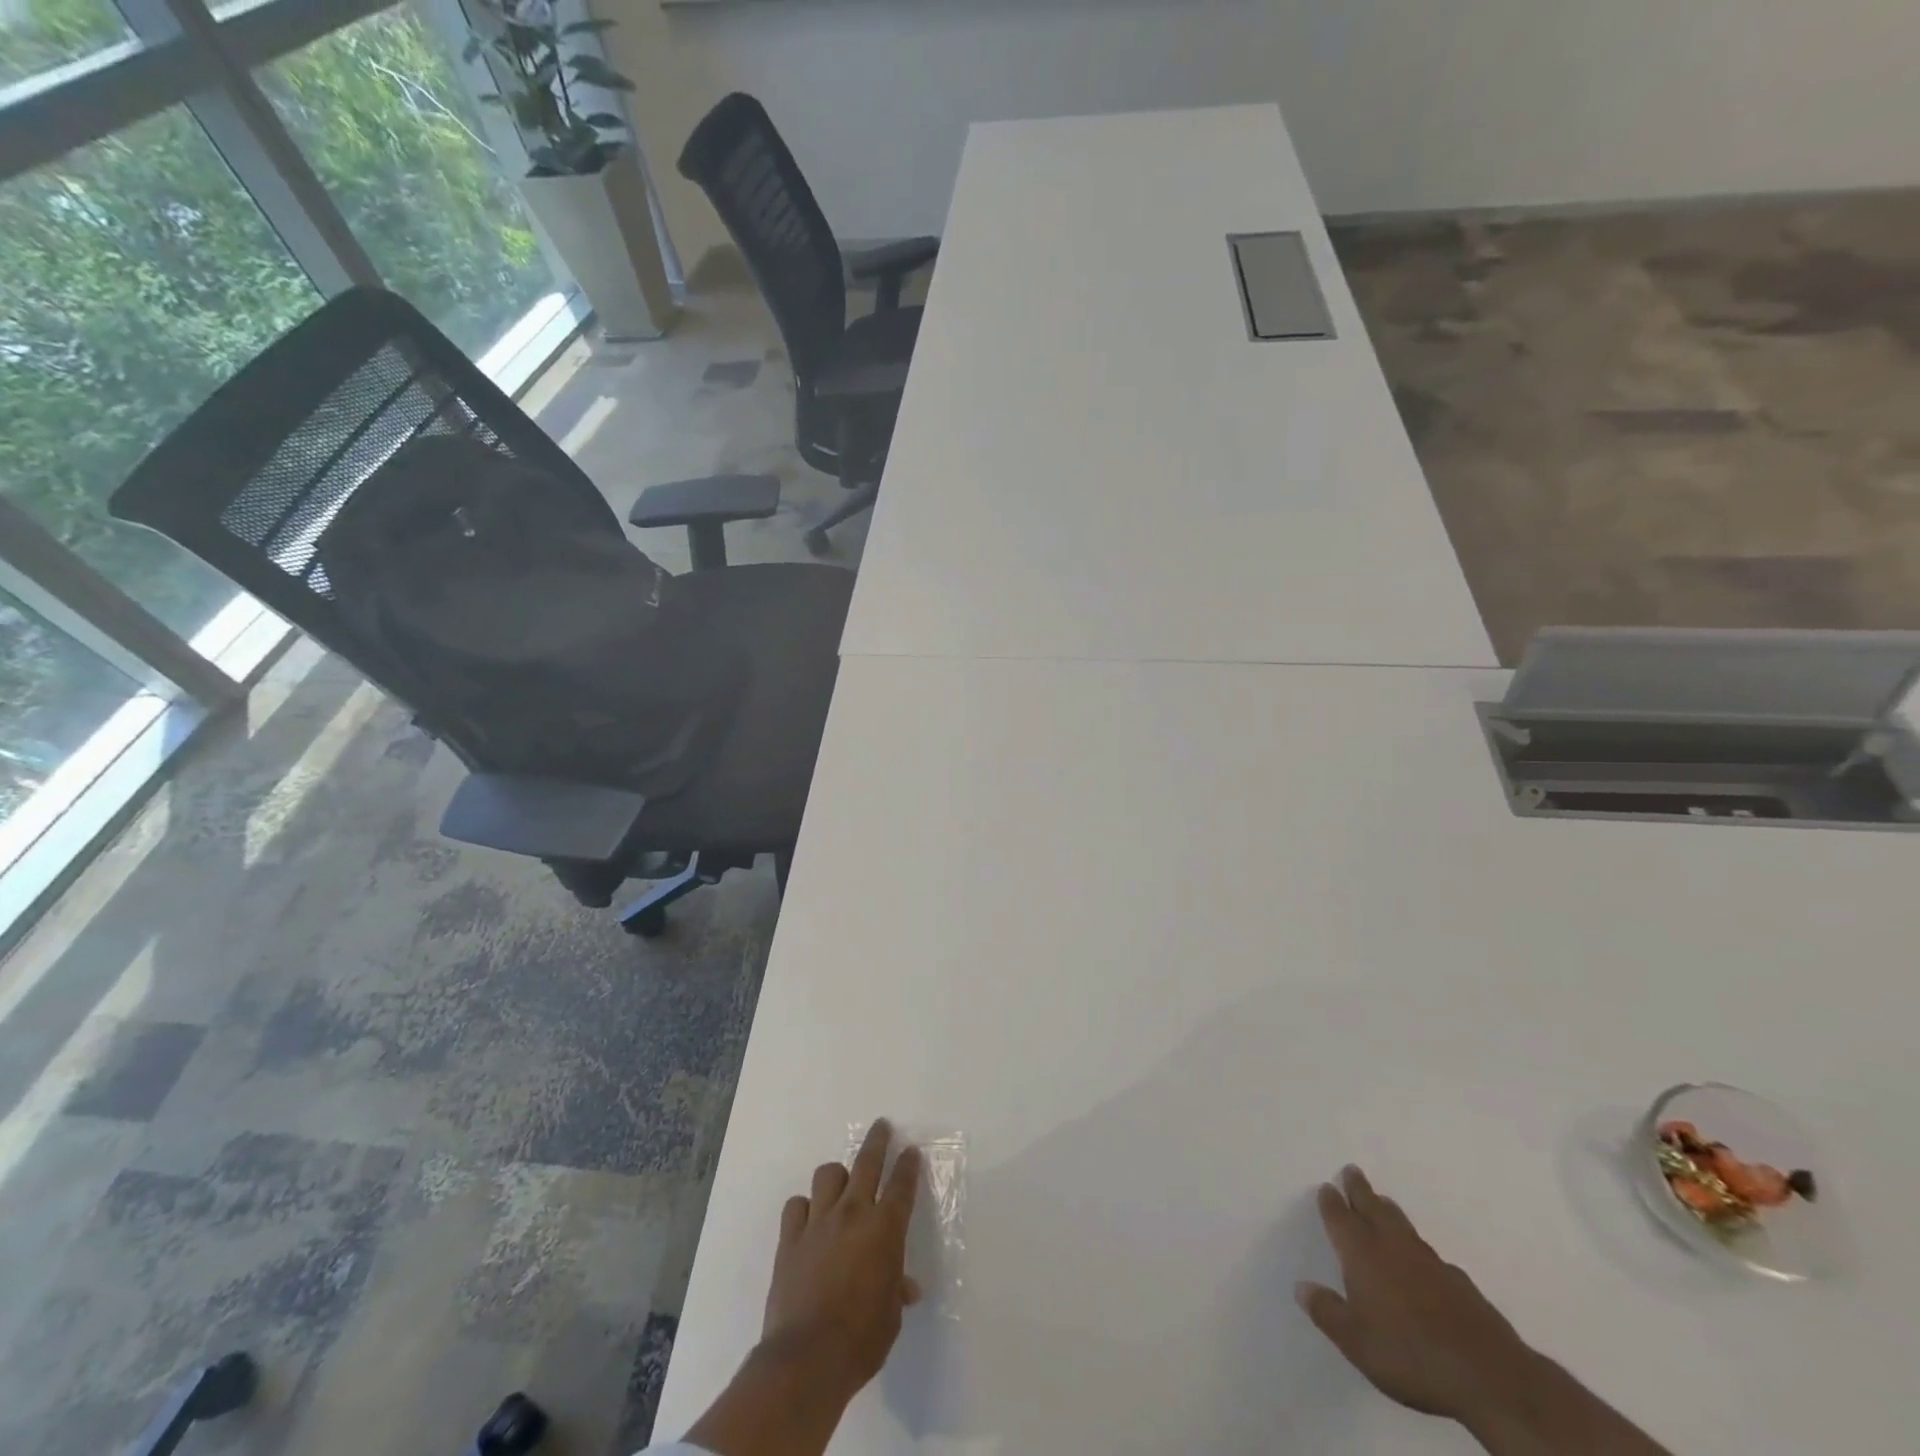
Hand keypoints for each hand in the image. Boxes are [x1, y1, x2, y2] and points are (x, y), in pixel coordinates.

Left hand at [761, 1118, 922, 1402]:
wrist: (805, 1359)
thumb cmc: (860, 1341)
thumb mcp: (890, 1318)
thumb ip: (896, 1291)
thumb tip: (905, 1288)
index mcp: (884, 1230)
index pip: (902, 1185)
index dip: (908, 1165)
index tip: (911, 1151)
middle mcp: (852, 1214)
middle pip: (867, 1162)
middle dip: (877, 1141)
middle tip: (882, 1126)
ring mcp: (818, 1223)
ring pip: (828, 1175)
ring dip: (837, 1176)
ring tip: (841, 1184)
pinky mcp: (789, 1239)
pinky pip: (796, 1206)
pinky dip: (804, 1208)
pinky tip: (808, 1220)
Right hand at [1296, 1166, 1534, 1425]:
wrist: (1489, 1376)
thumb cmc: (1409, 1354)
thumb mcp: (1356, 1342)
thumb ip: (1327, 1311)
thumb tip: (1301, 1286)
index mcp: (1362, 1255)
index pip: (1340, 1218)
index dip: (1331, 1202)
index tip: (1327, 1186)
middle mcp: (1393, 1247)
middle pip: (1372, 1208)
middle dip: (1360, 1189)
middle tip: (1352, 1170)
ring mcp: (1430, 1263)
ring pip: (1402, 1225)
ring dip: (1388, 1210)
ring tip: (1382, 1201)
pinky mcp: (1459, 1283)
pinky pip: (1429, 1253)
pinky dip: (1417, 1246)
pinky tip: (1422, 1259)